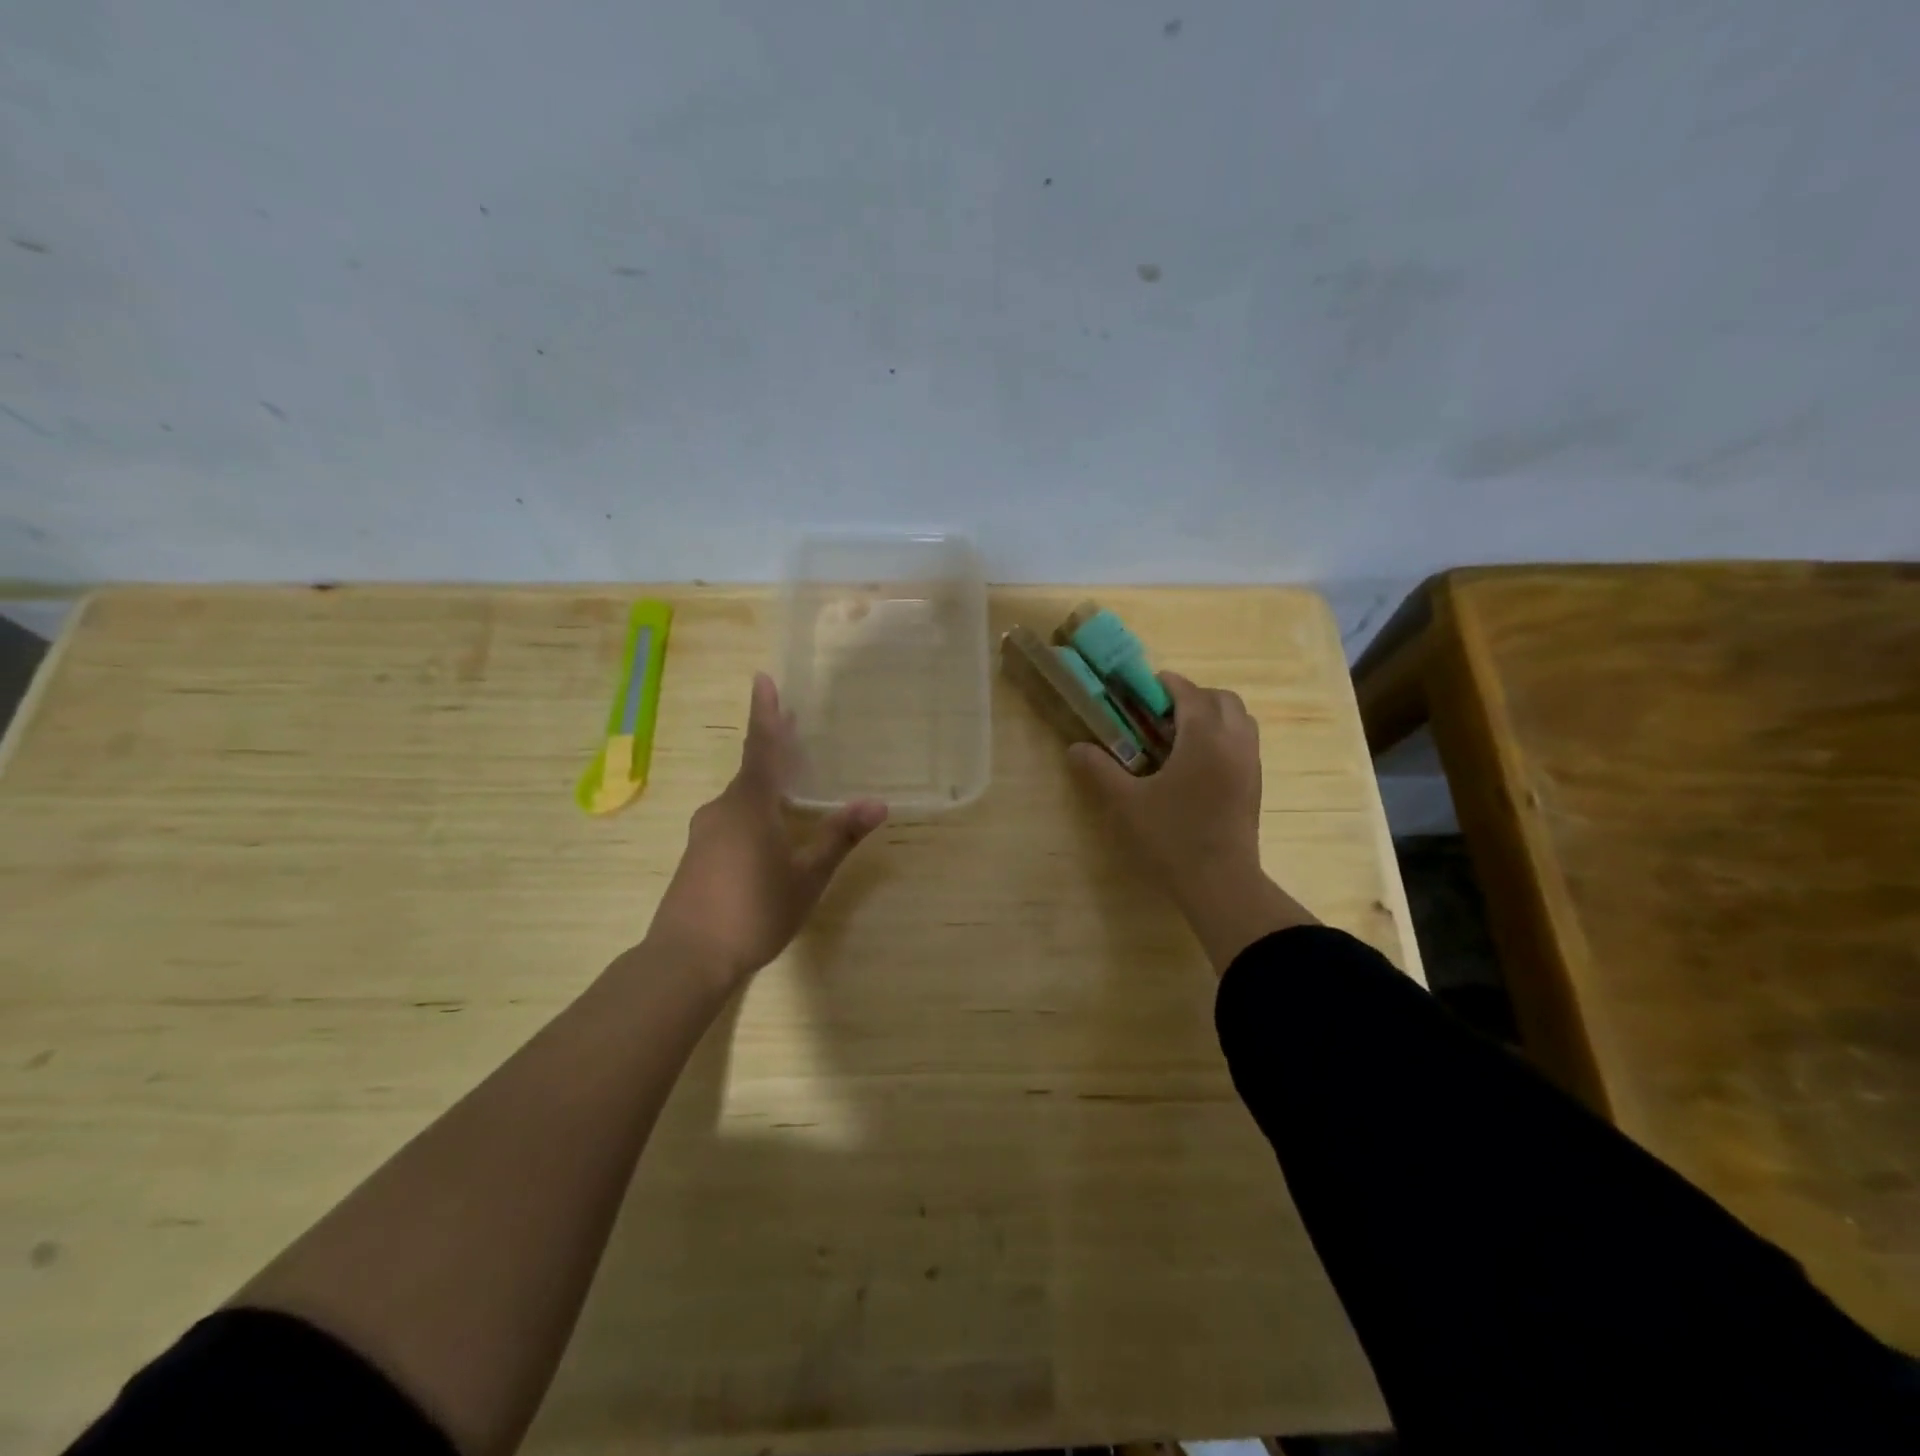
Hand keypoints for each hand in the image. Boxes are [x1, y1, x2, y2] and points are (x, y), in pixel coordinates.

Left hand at [645, 673, 886, 986]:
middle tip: (793, 726)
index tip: (763, 679)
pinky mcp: (697, 855)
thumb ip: (839, 837)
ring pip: (741, 798)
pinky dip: (753, 811)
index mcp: (749, 804)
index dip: (765, 713)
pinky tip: (768, 834)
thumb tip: (878, 803)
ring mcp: (704, 832)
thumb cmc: (753, 911)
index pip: (761, 747)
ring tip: (791, 786)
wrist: (686, 958)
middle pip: (752, 769)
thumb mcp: (806, 876)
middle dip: (772, 747)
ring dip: (765, 784)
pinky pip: (731, 818)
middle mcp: (722, 809)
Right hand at [1068, 672, 1313, 969]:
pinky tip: (1195, 765)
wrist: (1220, 883)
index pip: (1189, 692)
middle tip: (1160, 716)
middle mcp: (1234, 741)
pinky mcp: (1255, 783)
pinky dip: (1222, 737)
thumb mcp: (1126, 802)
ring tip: (1179, 738)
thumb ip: (1099, 770)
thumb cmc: (1171, 837)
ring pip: (1238, 719)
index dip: (1165, 685)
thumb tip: (1075, 748)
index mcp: (1204, 737)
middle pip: (1221, 699)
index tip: (1141, 691)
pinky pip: (1243, 742)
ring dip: (1211, 716)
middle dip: (1191, 697)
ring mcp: (1250, 762)